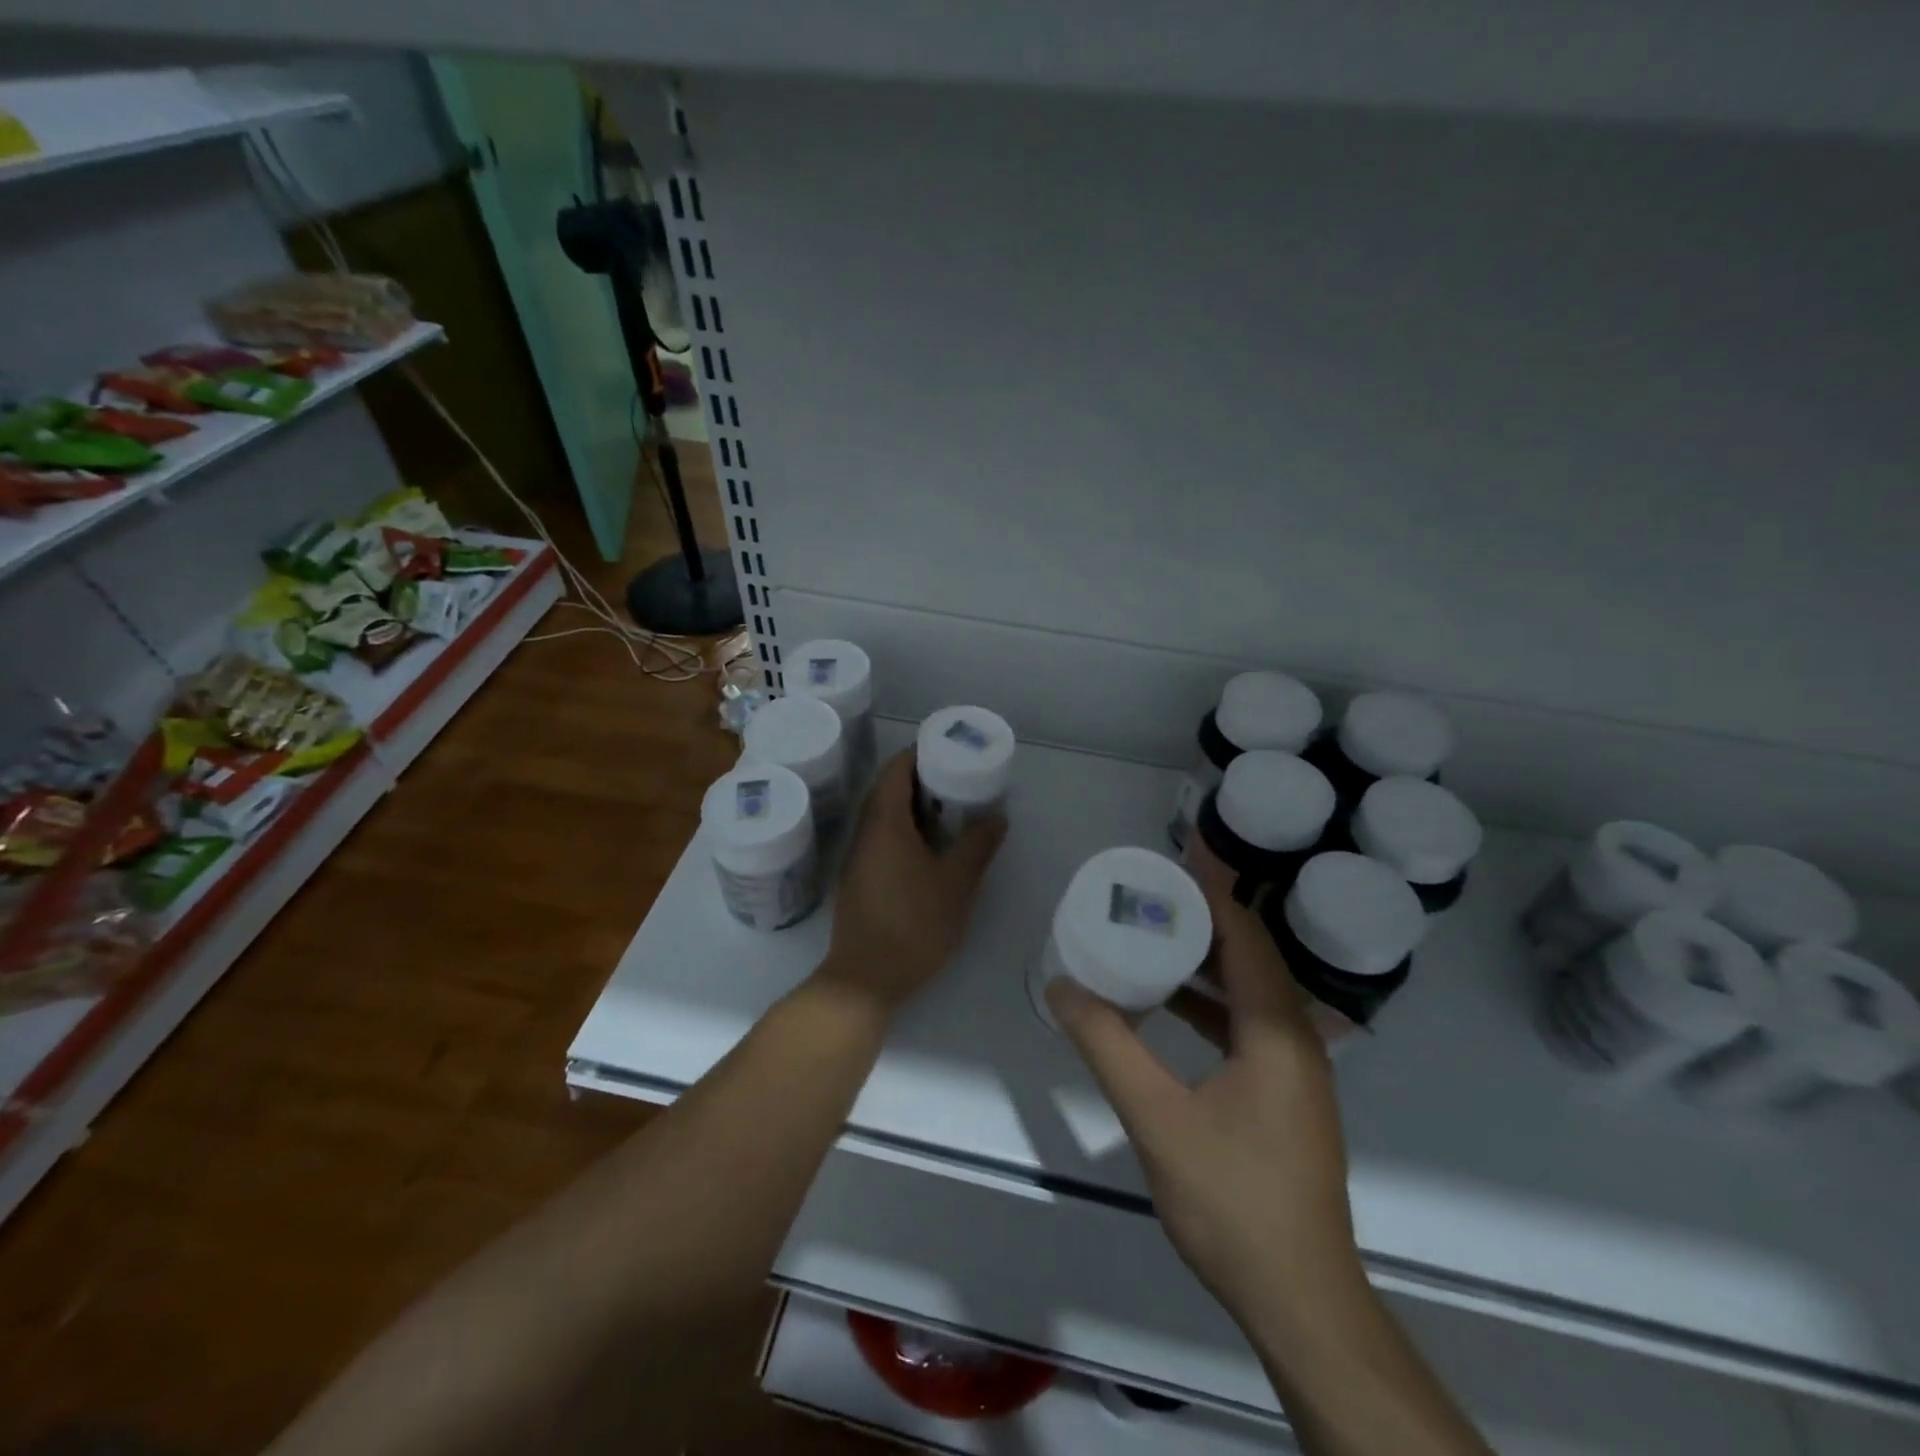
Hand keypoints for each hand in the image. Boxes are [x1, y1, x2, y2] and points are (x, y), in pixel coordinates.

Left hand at [816, 750, 1005, 1016]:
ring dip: (912, 806)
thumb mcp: (956, 884)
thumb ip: (978, 846)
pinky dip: (904, 829)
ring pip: (883, 815)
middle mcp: (865, 831)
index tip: (949, 752)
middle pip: (888, 788)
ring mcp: (857, 856)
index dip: (920, 753)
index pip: (896, 769)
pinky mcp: (857, 878)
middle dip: (920, 778)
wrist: (866, 979)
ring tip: (948, 810)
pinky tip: (928, 846)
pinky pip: (880, 837)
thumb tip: (997, 817)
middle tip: (957, 780)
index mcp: (885, 822)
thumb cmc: (913, 925)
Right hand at [1045, 882, 1362, 1333]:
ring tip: (1150, 939)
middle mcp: (1296, 1036)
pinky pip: (1246, 1024)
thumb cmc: (1233, 1200)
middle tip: (1146, 895)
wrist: (1300, 1300)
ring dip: (1203, 962)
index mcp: (1276, 1029)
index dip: (1209, 892)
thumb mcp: (1157, 1118)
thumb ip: (1107, 1045)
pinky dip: (1208, 1004)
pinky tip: (1168, 1009)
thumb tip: (1061, 986)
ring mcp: (1294, 1068)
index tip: (1167, 862)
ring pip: (1248, 991)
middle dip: (1201, 919)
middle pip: (1249, 956)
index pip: (1245, 935)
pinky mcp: (1284, 1094)